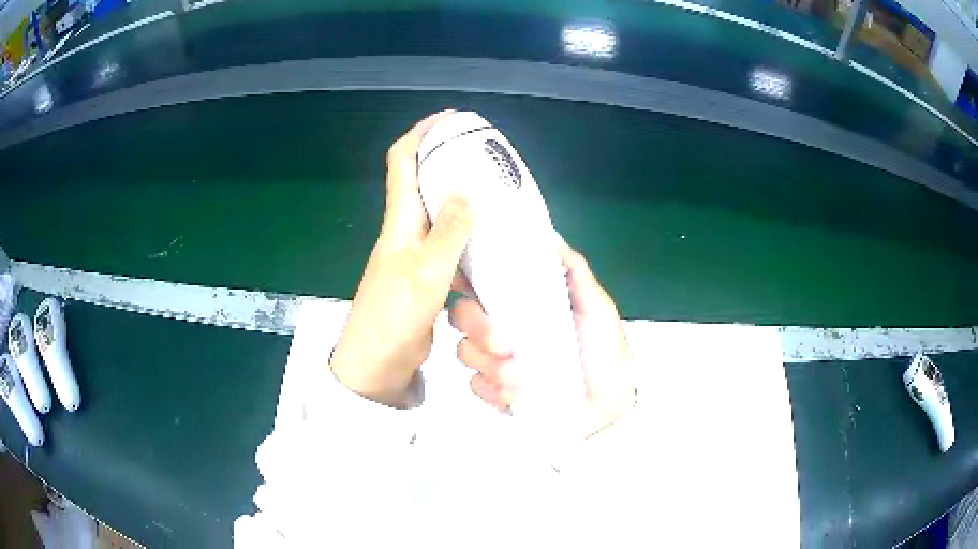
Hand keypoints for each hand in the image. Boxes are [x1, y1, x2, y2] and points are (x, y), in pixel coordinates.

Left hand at [329, 110, 472, 407]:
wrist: (376, 365)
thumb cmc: (394, 317)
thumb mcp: (426, 271)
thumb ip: (450, 230)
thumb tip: (470, 187)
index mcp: (400, 221)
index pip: (402, 161)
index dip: (422, 133)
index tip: (451, 119)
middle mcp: (406, 231)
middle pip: (425, 183)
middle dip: (452, 163)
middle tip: (489, 160)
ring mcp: (416, 256)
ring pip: (442, 217)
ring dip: (465, 204)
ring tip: (500, 200)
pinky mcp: (427, 278)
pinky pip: (452, 249)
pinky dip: (470, 242)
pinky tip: (494, 247)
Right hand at [450, 236, 635, 438]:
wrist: (609, 406)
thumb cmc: (606, 353)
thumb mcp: (596, 307)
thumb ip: (574, 271)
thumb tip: (550, 235)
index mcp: (523, 304)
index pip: (480, 282)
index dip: (464, 277)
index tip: (463, 279)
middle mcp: (503, 328)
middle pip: (461, 315)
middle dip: (478, 328)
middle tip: (506, 343)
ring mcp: (496, 361)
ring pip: (465, 351)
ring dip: (491, 364)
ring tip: (522, 376)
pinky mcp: (496, 392)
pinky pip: (476, 385)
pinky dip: (495, 390)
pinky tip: (518, 394)